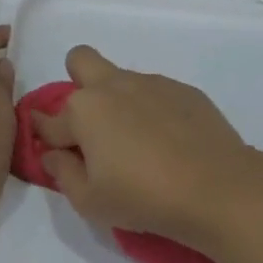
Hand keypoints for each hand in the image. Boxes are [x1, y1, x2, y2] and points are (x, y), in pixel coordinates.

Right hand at [30, 46, 257, 250]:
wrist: (217, 188)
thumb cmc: (143, 198)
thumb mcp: (89, 201)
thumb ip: (62, 174)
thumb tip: (53, 155)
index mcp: (83, 111)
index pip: (48, 120)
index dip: (44, 135)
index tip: (55, 151)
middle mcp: (113, 86)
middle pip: (80, 60)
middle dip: (77, 82)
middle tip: (94, 125)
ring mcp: (152, 83)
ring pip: (121, 78)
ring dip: (119, 100)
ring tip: (140, 143)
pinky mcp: (184, 90)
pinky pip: (156, 92)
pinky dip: (153, 110)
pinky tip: (170, 141)